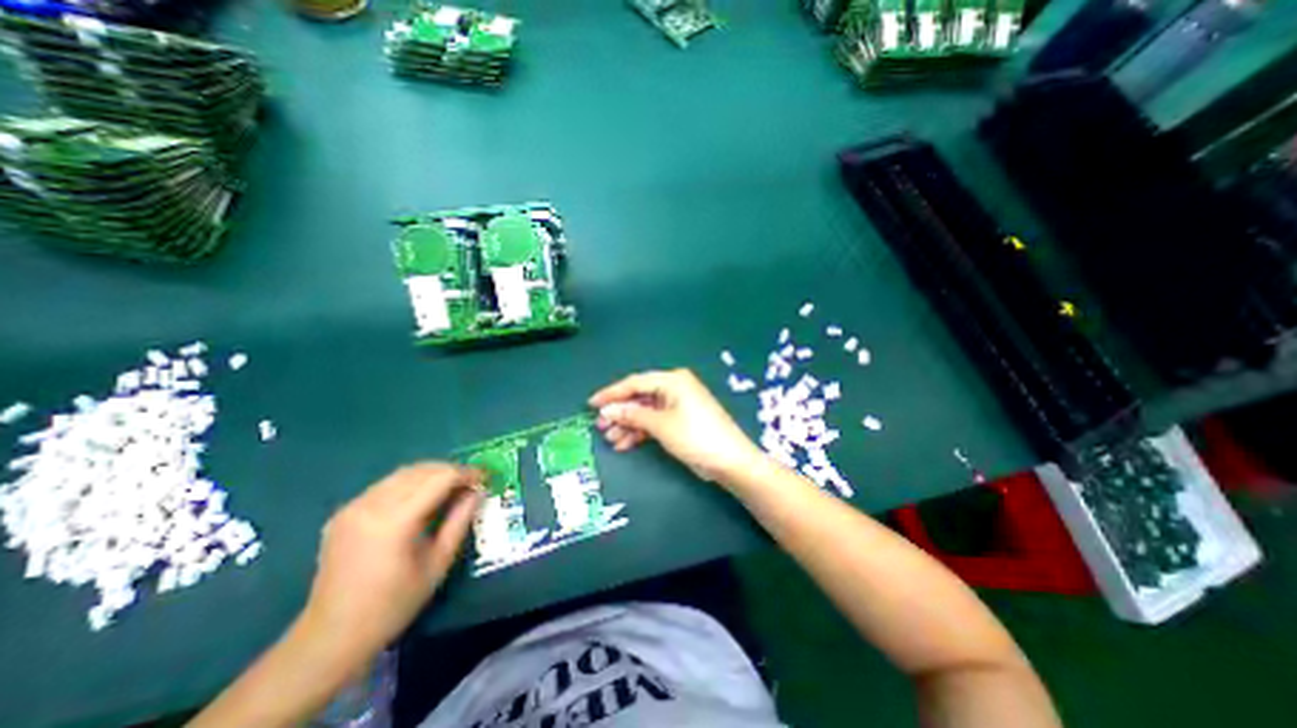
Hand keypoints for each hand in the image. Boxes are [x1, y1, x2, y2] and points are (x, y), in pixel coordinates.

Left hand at [297, 466, 484, 658]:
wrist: (330, 637)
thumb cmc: (394, 604)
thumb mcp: (439, 562)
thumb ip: (460, 520)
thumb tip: (478, 491)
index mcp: (395, 521)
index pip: (440, 478)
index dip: (467, 473)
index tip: (485, 478)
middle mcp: (371, 505)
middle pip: (422, 470)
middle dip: (451, 471)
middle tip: (471, 483)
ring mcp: (353, 507)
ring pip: (404, 473)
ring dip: (432, 474)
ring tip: (450, 488)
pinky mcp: (344, 512)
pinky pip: (386, 485)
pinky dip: (410, 483)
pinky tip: (420, 499)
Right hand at [587, 371, 761, 482]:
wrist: (729, 461)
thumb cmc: (695, 436)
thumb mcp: (661, 425)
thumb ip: (632, 415)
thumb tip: (607, 410)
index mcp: (672, 380)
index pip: (635, 383)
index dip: (612, 393)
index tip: (591, 404)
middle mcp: (674, 388)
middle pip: (640, 397)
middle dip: (620, 412)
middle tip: (600, 427)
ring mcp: (677, 405)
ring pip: (645, 411)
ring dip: (628, 425)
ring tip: (611, 440)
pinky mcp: (680, 420)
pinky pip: (655, 421)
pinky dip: (641, 432)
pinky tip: (625, 444)